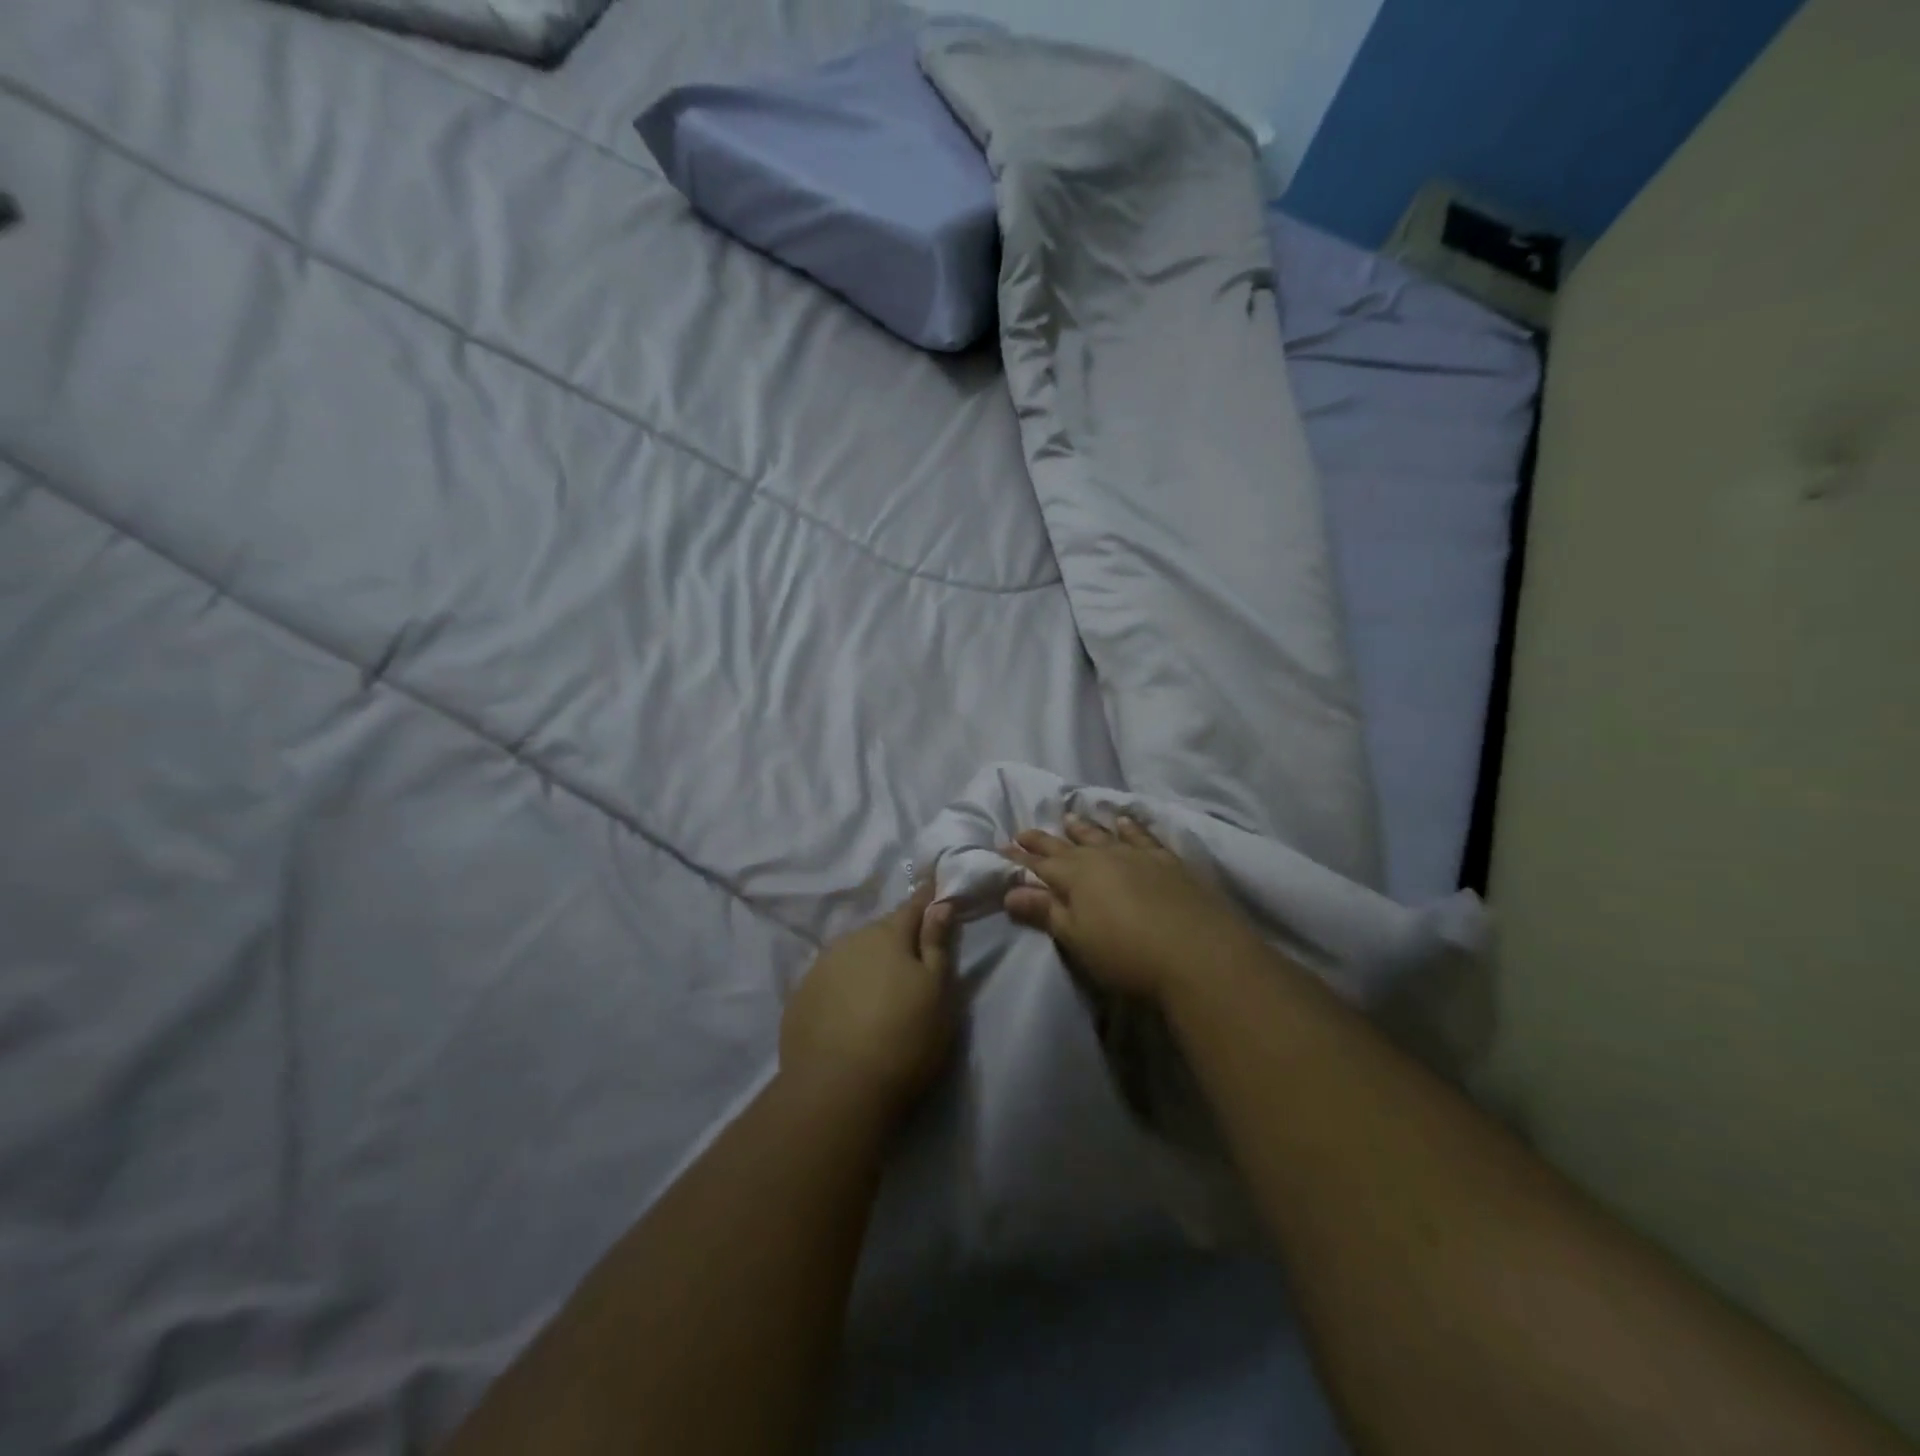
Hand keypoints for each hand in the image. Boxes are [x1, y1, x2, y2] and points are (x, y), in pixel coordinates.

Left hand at [779, 883, 957, 1117]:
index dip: (925, 900)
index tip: (932, 888)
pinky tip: (848, 1015)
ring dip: (867, 965)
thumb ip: (937, 944)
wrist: (836, 1090)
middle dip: (896, 940)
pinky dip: (842, 990)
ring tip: (878, 993)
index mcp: (888, 935)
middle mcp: (850, 941)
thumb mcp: (938, 992)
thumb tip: (939, 905)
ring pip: (852, 955)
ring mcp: (819, 969)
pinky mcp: (799, 1000)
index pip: (913, 906)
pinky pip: (829, 983)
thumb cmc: (904, 1038)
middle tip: (911, 963)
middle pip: (880, 932)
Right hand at [1002, 813, 1264, 1003]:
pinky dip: (1130, 826)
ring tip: (1070, 817)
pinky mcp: (1168, 861)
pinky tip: (1124, 819)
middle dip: (1044, 840)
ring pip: (1103, 835)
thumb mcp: (1077, 938)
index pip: (1040, 864)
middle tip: (1024, 830)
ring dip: (1084, 827)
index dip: (1020, 859)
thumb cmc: (1126, 954)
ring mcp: (1138, 855)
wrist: (1198, 953)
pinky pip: (1142, 836)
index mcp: (1076, 876)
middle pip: (1067, 846)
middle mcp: (1104, 857)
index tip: (1002, 849)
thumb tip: (1010, 891)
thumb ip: (1045, 912)